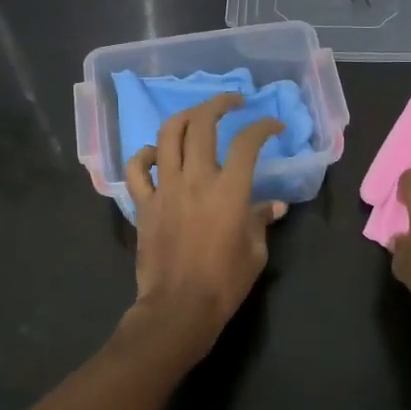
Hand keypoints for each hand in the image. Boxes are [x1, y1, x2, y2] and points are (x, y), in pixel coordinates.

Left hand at [125, 93, 285, 357]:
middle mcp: (195, 179)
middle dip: (219, 104)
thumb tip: (273, 206)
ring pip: (167, 135)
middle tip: (232, 102)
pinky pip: (136, 168)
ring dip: (184, 118)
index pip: (247, 142)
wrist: (179, 307)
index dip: (263, 126)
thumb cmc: (224, 282)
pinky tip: (156, 155)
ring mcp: (165, 189)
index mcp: (229, 190)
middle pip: (202, 124)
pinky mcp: (144, 204)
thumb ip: (261, 221)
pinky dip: (145, 155)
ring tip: (196, 117)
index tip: (273, 126)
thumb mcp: (255, 252)